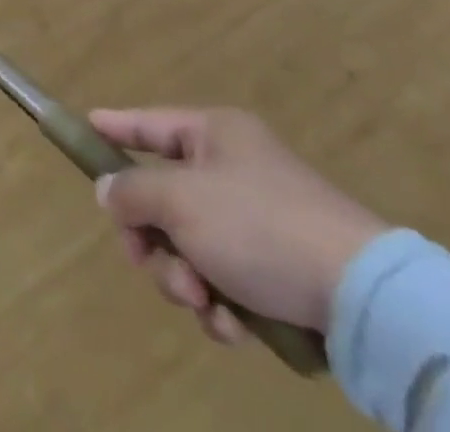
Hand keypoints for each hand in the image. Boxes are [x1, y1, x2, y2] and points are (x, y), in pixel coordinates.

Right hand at [89, 107, 387, 343]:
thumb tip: (108, 191)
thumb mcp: (179, 201)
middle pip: (165, 197)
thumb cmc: (258, 226)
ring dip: (185, 278)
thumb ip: (132, 191)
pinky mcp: (284, 272)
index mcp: (214, 135)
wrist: (365, 299)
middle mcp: (236, 170)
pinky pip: (228, 280)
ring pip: (192, 246)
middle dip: (153, 239)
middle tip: (145, 260)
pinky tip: (233, 327)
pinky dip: (222, 305)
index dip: (114, 127)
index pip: (148, 124)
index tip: (85, 127)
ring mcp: (262, 222)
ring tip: (202, 302)